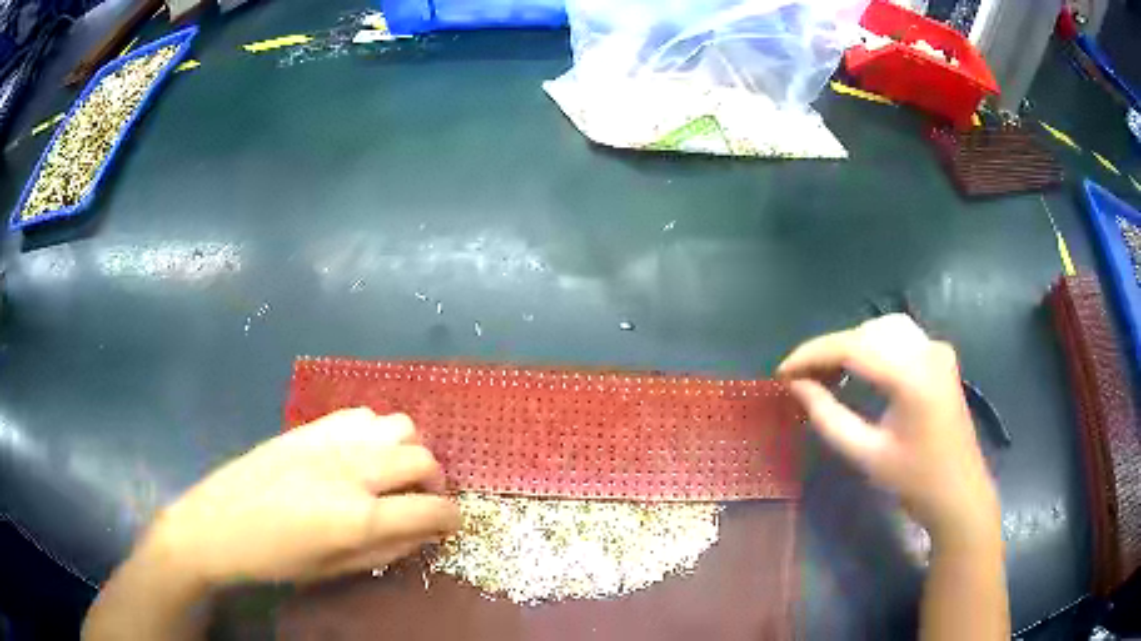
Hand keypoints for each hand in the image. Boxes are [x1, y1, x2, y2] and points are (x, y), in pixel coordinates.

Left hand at [144, 408, 459, 587]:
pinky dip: (377, 433)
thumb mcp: (336, 569)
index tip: (452, 523)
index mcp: (357, 516)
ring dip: (408, 451)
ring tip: (394, 473)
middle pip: (422, 459)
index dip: (451, 518)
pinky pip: (363, 415)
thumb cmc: (277, 559)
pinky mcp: (311, 426)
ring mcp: (330, 441)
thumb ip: (387, 550)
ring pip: (398, 425)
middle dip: (436, 483)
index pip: (430, 509)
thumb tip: (424, 533)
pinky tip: (362, 454)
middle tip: (422, 501)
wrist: (219, 524)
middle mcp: (352, 470)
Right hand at [777, 314, 998, 545]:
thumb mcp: (866, 454)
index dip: (812, 354)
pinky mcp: (940, 356)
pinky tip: (859, 369)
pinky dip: (873, 346)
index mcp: (912, 376)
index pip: (853, 347)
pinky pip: (899, 336)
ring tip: (827, 374)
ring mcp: (937, 349)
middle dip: (830, 349)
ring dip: (851, 344)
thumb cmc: (915, 481)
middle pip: (867, 332)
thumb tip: (796, 386)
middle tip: (801, 378)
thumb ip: (828, 417)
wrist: (959, 493)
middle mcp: (927, 350)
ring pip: (883, 328)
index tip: (782, 371)